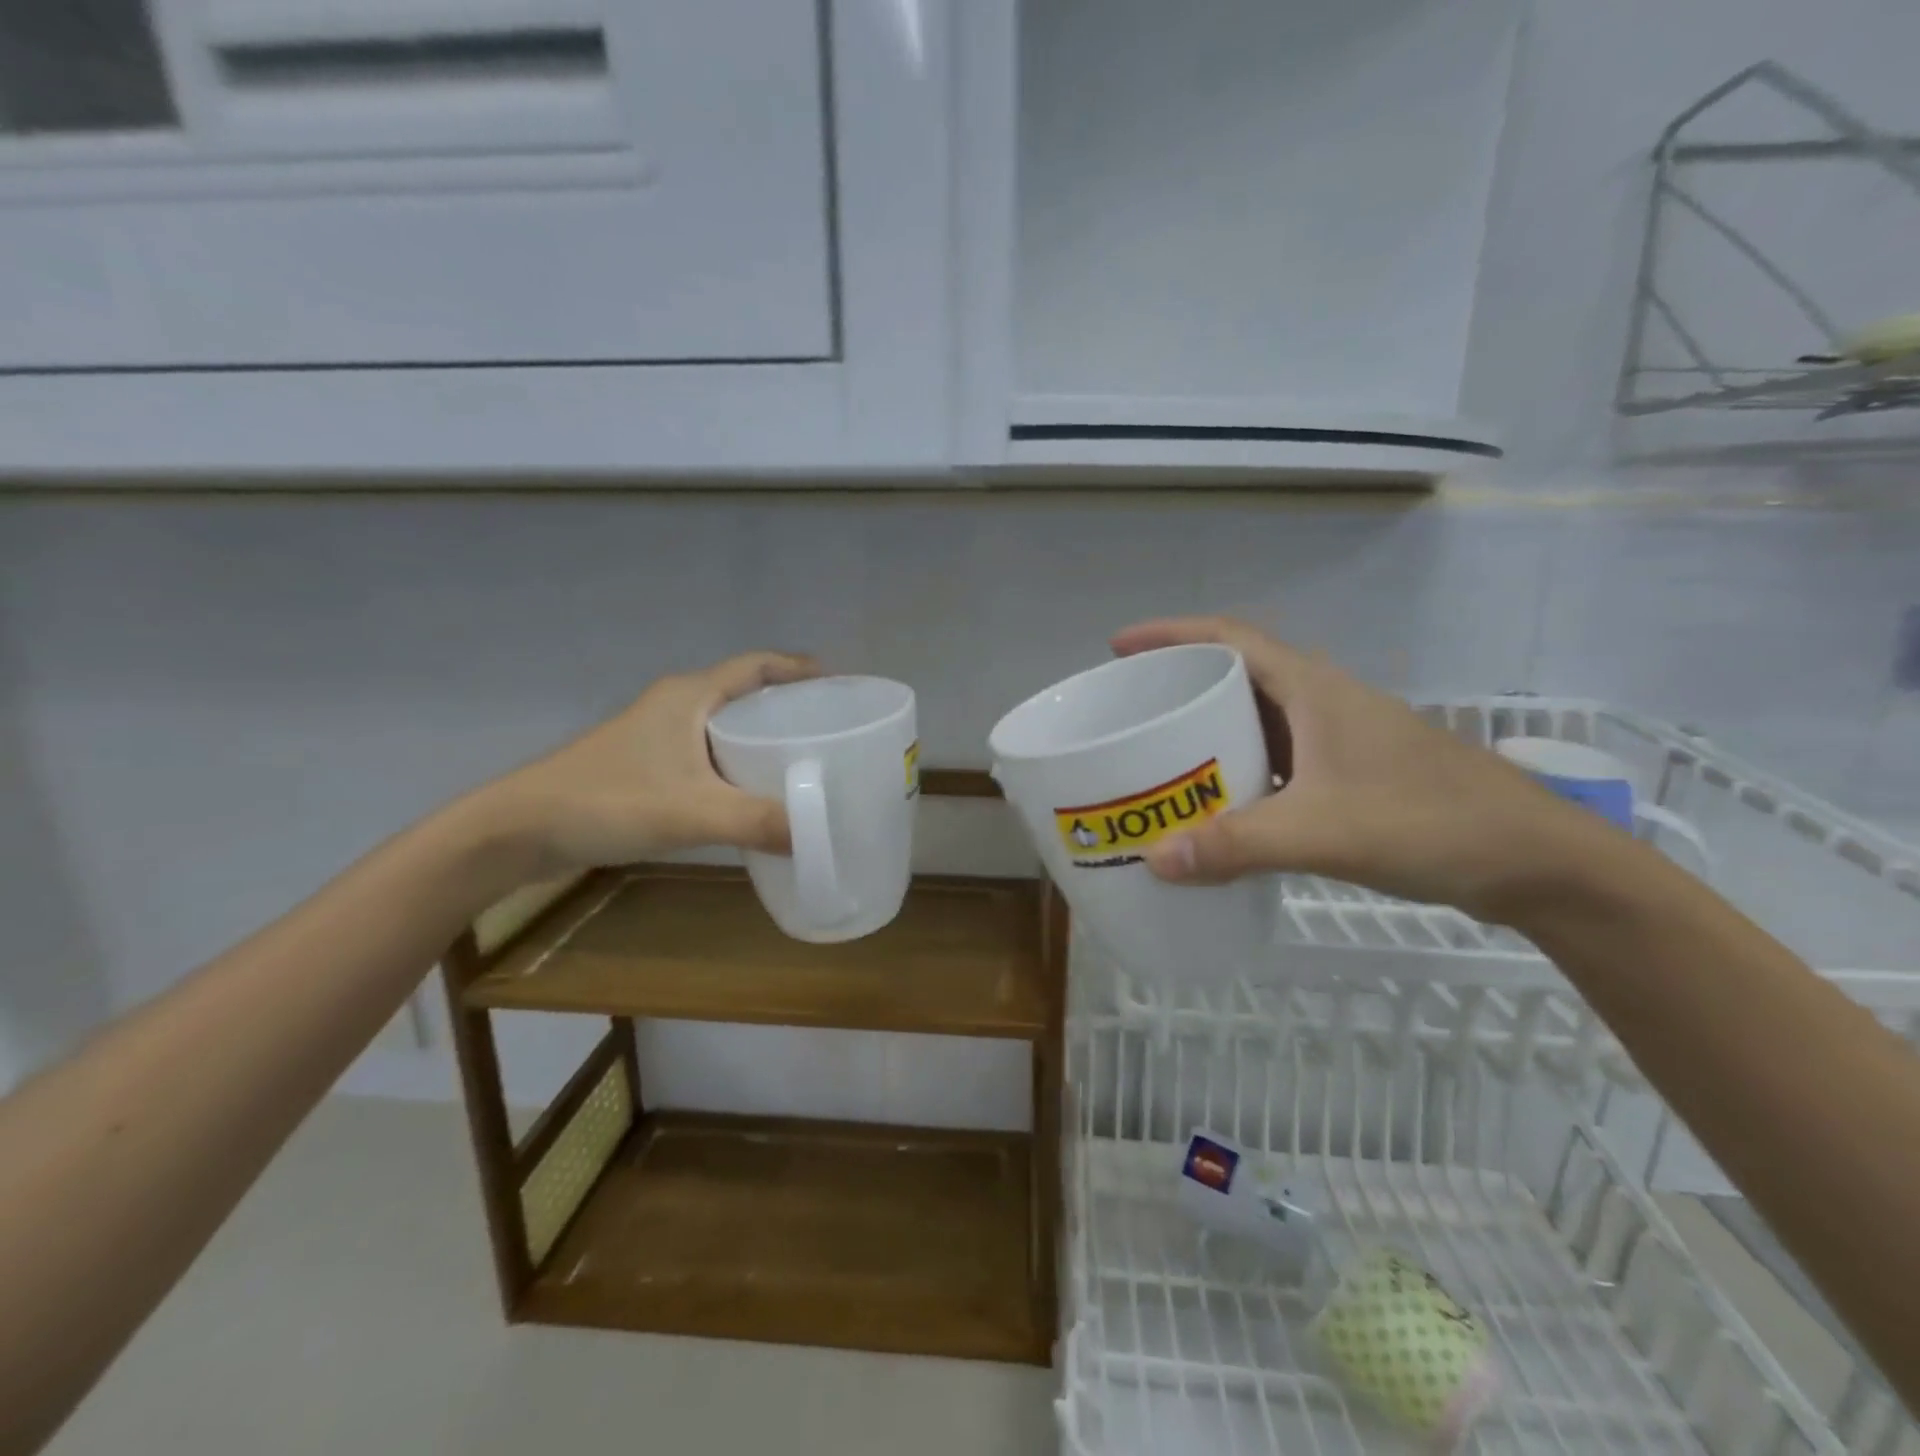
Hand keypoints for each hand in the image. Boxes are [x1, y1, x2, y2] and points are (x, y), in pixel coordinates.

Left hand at [479, 651, 819, 872]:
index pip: (756, 665)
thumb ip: (757, 821)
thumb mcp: (690, 812)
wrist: (518, 830)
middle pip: (745, 692)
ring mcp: (657, 735)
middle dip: (788, 706)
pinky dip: (737, 764)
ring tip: (803, 761)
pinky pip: (707, 753)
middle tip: (829, 730)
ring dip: (762, 737)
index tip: (838, 686)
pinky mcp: (646, 765)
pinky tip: (752, 793)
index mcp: (689, 695)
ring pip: (724, 725)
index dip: (798, 669)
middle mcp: (676, 705)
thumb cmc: (607, 801)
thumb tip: (817, 837)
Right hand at [1110, 617, 1609, 921]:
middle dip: (1181, 683)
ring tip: (1162, 756)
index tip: (1118, 648)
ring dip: (1210, 729)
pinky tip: (1221, 803)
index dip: (1170, 633)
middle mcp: (1322, 701)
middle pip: (1236, 673)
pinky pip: (1277, 757)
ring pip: (1258, 718)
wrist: (1537, 861)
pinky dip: (1240, 769)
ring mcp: (1340, 738)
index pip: (1228, 637)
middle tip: (1133, 711)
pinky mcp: (1351, 773)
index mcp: (1312, 689)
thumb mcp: (1323, 832)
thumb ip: (1236, 845)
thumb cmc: (1430, 822)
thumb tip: (1154, 859)